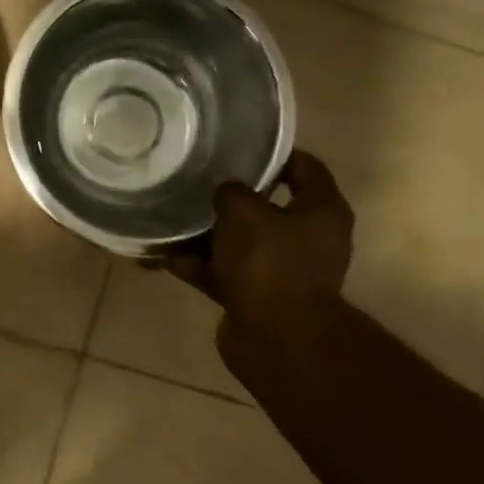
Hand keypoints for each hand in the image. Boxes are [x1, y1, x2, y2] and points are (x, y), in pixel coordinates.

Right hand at [165, 151, 353, 331]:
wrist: (276, 338)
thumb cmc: (270, 263)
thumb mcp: (244, 212)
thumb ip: (230, 191)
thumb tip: (223, 191)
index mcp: (321, 210)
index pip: (304, 167)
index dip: (273, 153)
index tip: (238, 146)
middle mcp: (307, 238)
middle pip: (265, 206)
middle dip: (229, 197)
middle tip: (196, 181)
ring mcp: (281, 269)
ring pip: (237, 242)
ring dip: (205, 234)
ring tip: (169, 218)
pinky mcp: (255, 295)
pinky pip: (221, 271)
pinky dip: (197, 265)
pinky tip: (163, 256)